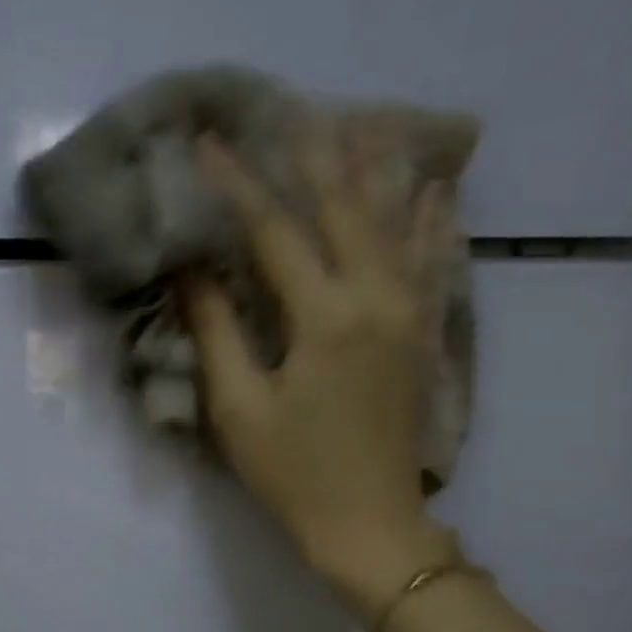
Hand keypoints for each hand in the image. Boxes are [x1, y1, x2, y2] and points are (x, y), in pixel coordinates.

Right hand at [183, 137, 453, 613]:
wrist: (370, 524)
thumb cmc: (293, 472)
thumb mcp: (240, 407)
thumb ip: (217, 332)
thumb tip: (191, 271)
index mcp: (324, 318)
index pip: (275, 233)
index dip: (239, 185)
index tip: (210, 144)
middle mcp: (376, 299)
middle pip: (345, 210)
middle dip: (315, 156)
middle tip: (293, 108)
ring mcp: (408, 314)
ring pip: (398, 224)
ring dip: (379, 171)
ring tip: (368, 121)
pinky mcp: (422, 334)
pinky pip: (434, 262)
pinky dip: (434, 221)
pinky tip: (440, 189)